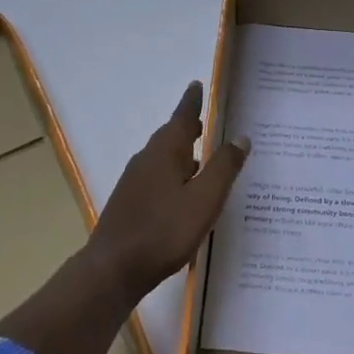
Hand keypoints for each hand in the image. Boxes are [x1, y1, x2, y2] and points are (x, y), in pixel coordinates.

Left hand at [91, 81, 249, 298]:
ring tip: (202, 156)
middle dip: (189, 127)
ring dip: (182, 152)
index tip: (197, 84)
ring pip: (163, 158)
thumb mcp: (204, 199)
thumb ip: (224, 167)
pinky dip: (174, 174)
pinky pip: (157, 177)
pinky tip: (183, 192)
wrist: (112, 269)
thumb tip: (241, 137)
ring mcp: (134, 182)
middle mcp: (147, 159)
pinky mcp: (130, 203)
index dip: (192, 101)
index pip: (182, 117)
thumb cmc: (164, 230)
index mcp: (165, 151)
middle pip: (171, 136)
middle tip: (207, 120)